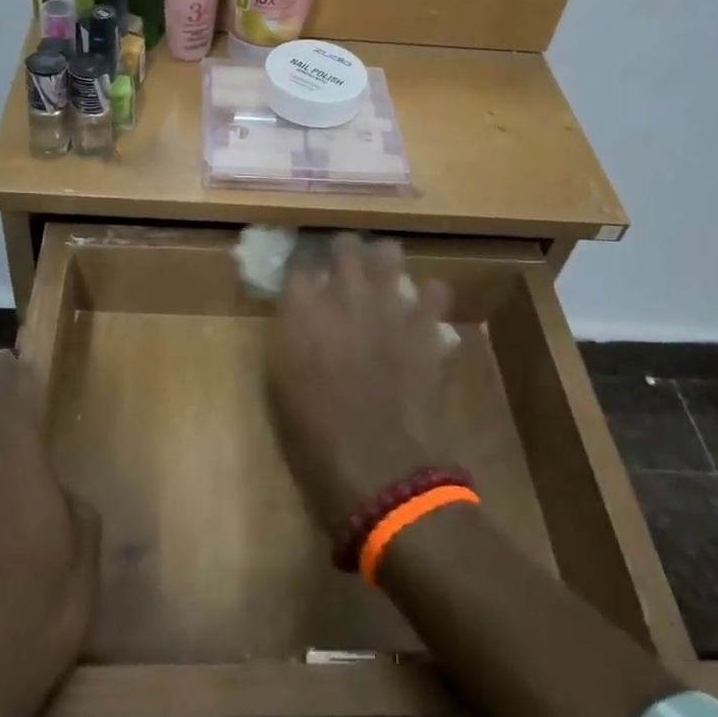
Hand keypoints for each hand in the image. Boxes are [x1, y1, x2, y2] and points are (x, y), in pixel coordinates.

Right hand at [264, 235, 450, 537]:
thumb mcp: (282, 386)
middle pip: (344, 246)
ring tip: (380, 277)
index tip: (304, 283)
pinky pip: (434, 291)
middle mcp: (345, 296)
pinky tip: (420, 311)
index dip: (302, 272)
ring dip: (382, 262)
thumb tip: (296, 316)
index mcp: (302, 311)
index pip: (297, 266)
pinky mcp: (427, 326)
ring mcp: (391, 307)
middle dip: (341, 253)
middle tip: (342, 268)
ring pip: (388, 253)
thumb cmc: (317, 437)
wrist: (382, 470)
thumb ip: (289, 338)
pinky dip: (427, 297)